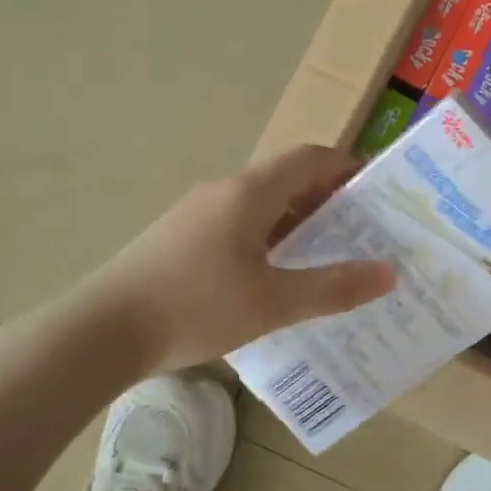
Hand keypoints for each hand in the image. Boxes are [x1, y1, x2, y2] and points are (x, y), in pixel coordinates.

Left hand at [83, 144, 396, 372]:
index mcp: (249, 192)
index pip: (309, 158)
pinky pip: (237, 226)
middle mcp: (223, 192)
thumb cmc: (195, 307)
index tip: (376, 190)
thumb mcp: (273, 303)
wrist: (102, 331)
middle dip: (326, 201)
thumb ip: (333, 288)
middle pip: (285, 180)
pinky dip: (266, 240)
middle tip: (360, 233)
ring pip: (259, 206)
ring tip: (324, 258)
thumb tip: (388, 272)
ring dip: (295, 223)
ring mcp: (196, 214)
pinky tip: (272, 280)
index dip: (345, 166)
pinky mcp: (179, 239)